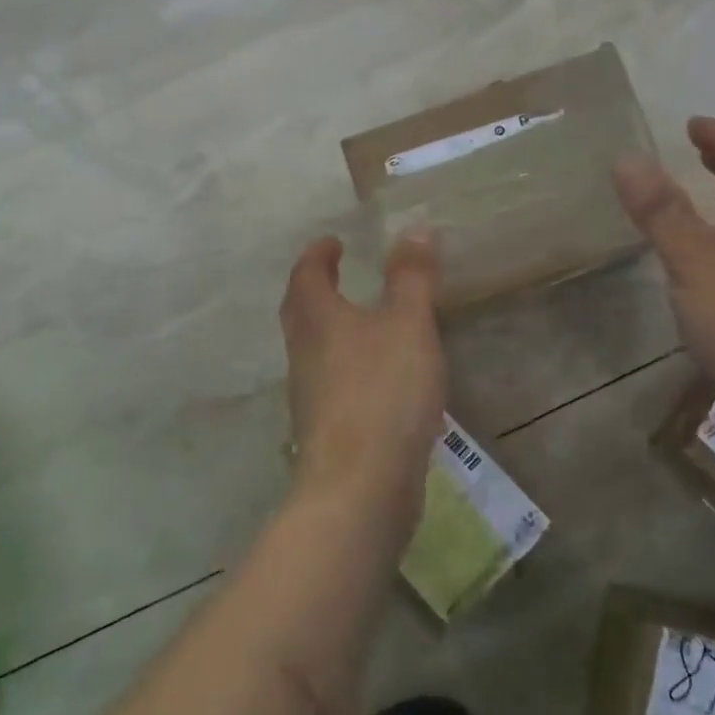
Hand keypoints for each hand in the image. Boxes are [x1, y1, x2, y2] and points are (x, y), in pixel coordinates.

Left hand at [280, 229, 445, 525]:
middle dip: (315, 289)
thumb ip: (412, 277)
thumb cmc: (382, 391)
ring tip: (364, 321)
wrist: (360, 487)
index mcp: (318, 320)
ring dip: (331, 328)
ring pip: (314, 349)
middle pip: (300, 312)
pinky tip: (378, 378)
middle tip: (336, 274)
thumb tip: (414, 228)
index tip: (332, 241)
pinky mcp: (326, 430)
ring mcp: (310, 395)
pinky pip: (332, 383)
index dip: (318, 255)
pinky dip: (348, 366)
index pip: (306, 275)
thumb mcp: (408, 324)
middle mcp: (304, 354)